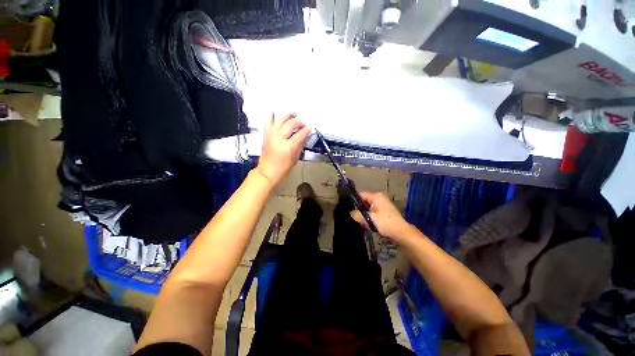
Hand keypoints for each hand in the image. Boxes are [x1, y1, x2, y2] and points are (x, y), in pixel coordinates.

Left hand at [257, 112, 310, 184]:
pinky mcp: (266, 133)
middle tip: (303, 123)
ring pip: (280, 118)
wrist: (267, 172)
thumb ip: (300, 145)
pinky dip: (273, 115)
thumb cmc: (283, 168)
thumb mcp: (295, 158)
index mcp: (288, 147)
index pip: (300, 134)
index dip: (307, 129)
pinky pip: (268, 120)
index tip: (310, 127)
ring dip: (288, 115)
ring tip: (293, 115)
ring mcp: (271, 134)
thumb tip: (304, 136)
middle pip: (291, 123)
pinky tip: (278, 116)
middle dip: (299, 121)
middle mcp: (279, 138)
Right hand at [350, 191, 414, 243]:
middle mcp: (378, 198)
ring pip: (367, 207)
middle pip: (363, 200)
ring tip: (358, 221)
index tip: (347, 207)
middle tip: (352, 216)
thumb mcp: (369, 218)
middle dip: (358, 208)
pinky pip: (372, 211)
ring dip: (363, 214)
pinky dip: (368, 216)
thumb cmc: (385, 223)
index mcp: (376, 196)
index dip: (353, 200)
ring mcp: (381, 204)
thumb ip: (358, 215)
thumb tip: (350, 213)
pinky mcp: (383, 211)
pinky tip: (365, 223)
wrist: (401, 232)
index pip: (360, 194)